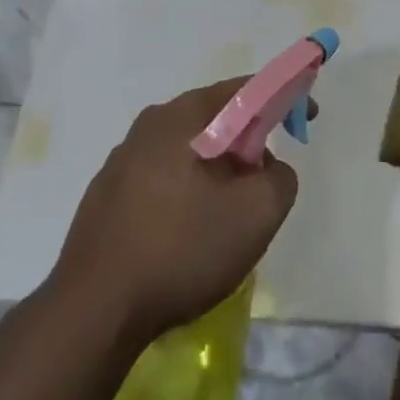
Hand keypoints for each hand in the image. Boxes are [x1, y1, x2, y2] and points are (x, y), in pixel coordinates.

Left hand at [54, 79, 299, 343]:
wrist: (92, 312)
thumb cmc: (180, 250)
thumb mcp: (256, 215)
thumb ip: (281, 179)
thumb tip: (269, 169)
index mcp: (184, 115)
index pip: (246, 88)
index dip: (283, 96)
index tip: (306, 117)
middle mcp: (150, 123)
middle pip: (215, 117)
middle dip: (248, 141)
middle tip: (266, 179)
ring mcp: (122, 158)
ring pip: (187, 148)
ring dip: (216, 169)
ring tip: (228, 215)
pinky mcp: (106, 194)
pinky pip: (161, 176)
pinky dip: (186, 191)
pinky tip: (187, 234)